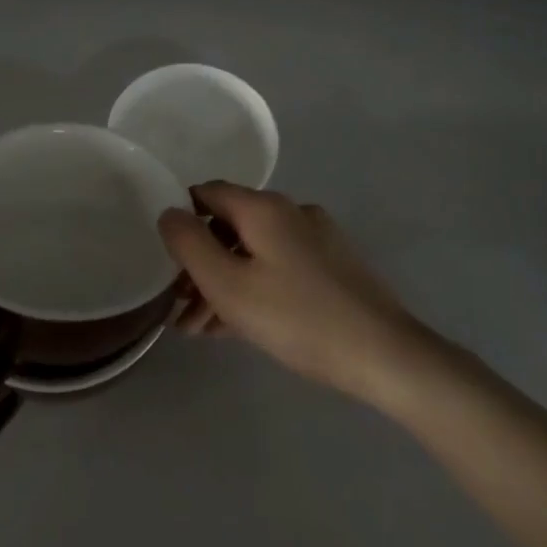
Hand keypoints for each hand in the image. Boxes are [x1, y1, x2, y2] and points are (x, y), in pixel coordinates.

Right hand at [158, 182, 428, 400]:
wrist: (382, 353)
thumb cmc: (297, 318)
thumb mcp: (229, 285)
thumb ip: (190, 245)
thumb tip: (169, 212)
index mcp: (264, 208)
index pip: (208, 193)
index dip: (181, 219)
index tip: (164, 258)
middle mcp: (291, 212)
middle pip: (231, 226)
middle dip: (200, 264)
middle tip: (178, 308)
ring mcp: (316, 238)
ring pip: (254, 251)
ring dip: (223, 283)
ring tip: (199, 329)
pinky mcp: (332, 265)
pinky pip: (278, 267)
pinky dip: (253, 288)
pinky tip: (236, 326)